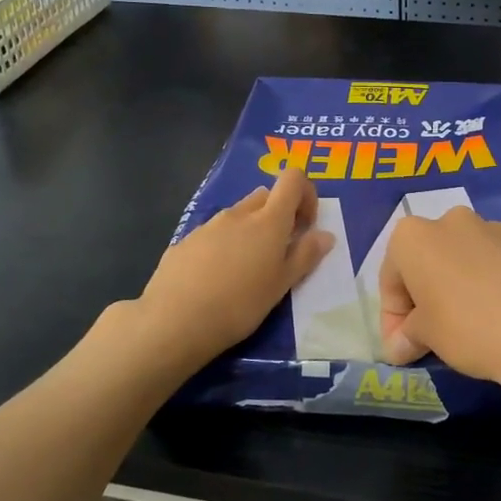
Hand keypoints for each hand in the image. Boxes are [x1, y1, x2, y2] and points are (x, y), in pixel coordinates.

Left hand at [136, 166, 333, 367]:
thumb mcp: (281, 285)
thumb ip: (305, 256)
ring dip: (250, 231)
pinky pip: (213, 234)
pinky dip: (223, 246)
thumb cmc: (239, 305)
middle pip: (265, 196)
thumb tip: (325, 234)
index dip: (305, 194)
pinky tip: (216, 279)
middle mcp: (238, 214)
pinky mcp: (185, 242)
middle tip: (279, 252)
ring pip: (238, 215)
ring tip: (246, 270)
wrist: (174, 321)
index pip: (292, 179)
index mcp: (268, 221)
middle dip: (278, 215)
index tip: (305, 226)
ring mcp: (208, 226)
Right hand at [377, 207, 500, 390]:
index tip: (402, 347)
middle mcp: (454, 221)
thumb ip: (408, 335)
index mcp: (415, 237)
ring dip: (464, 285)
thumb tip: (400, 346)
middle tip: (433, 333)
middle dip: (428, 293)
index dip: (392, 317)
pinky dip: (499, 283)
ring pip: (469, 257)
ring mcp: (498, 228)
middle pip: (431, 259)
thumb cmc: (470, 329)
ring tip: (477, 324)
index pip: (391, 278)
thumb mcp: (427, 338)